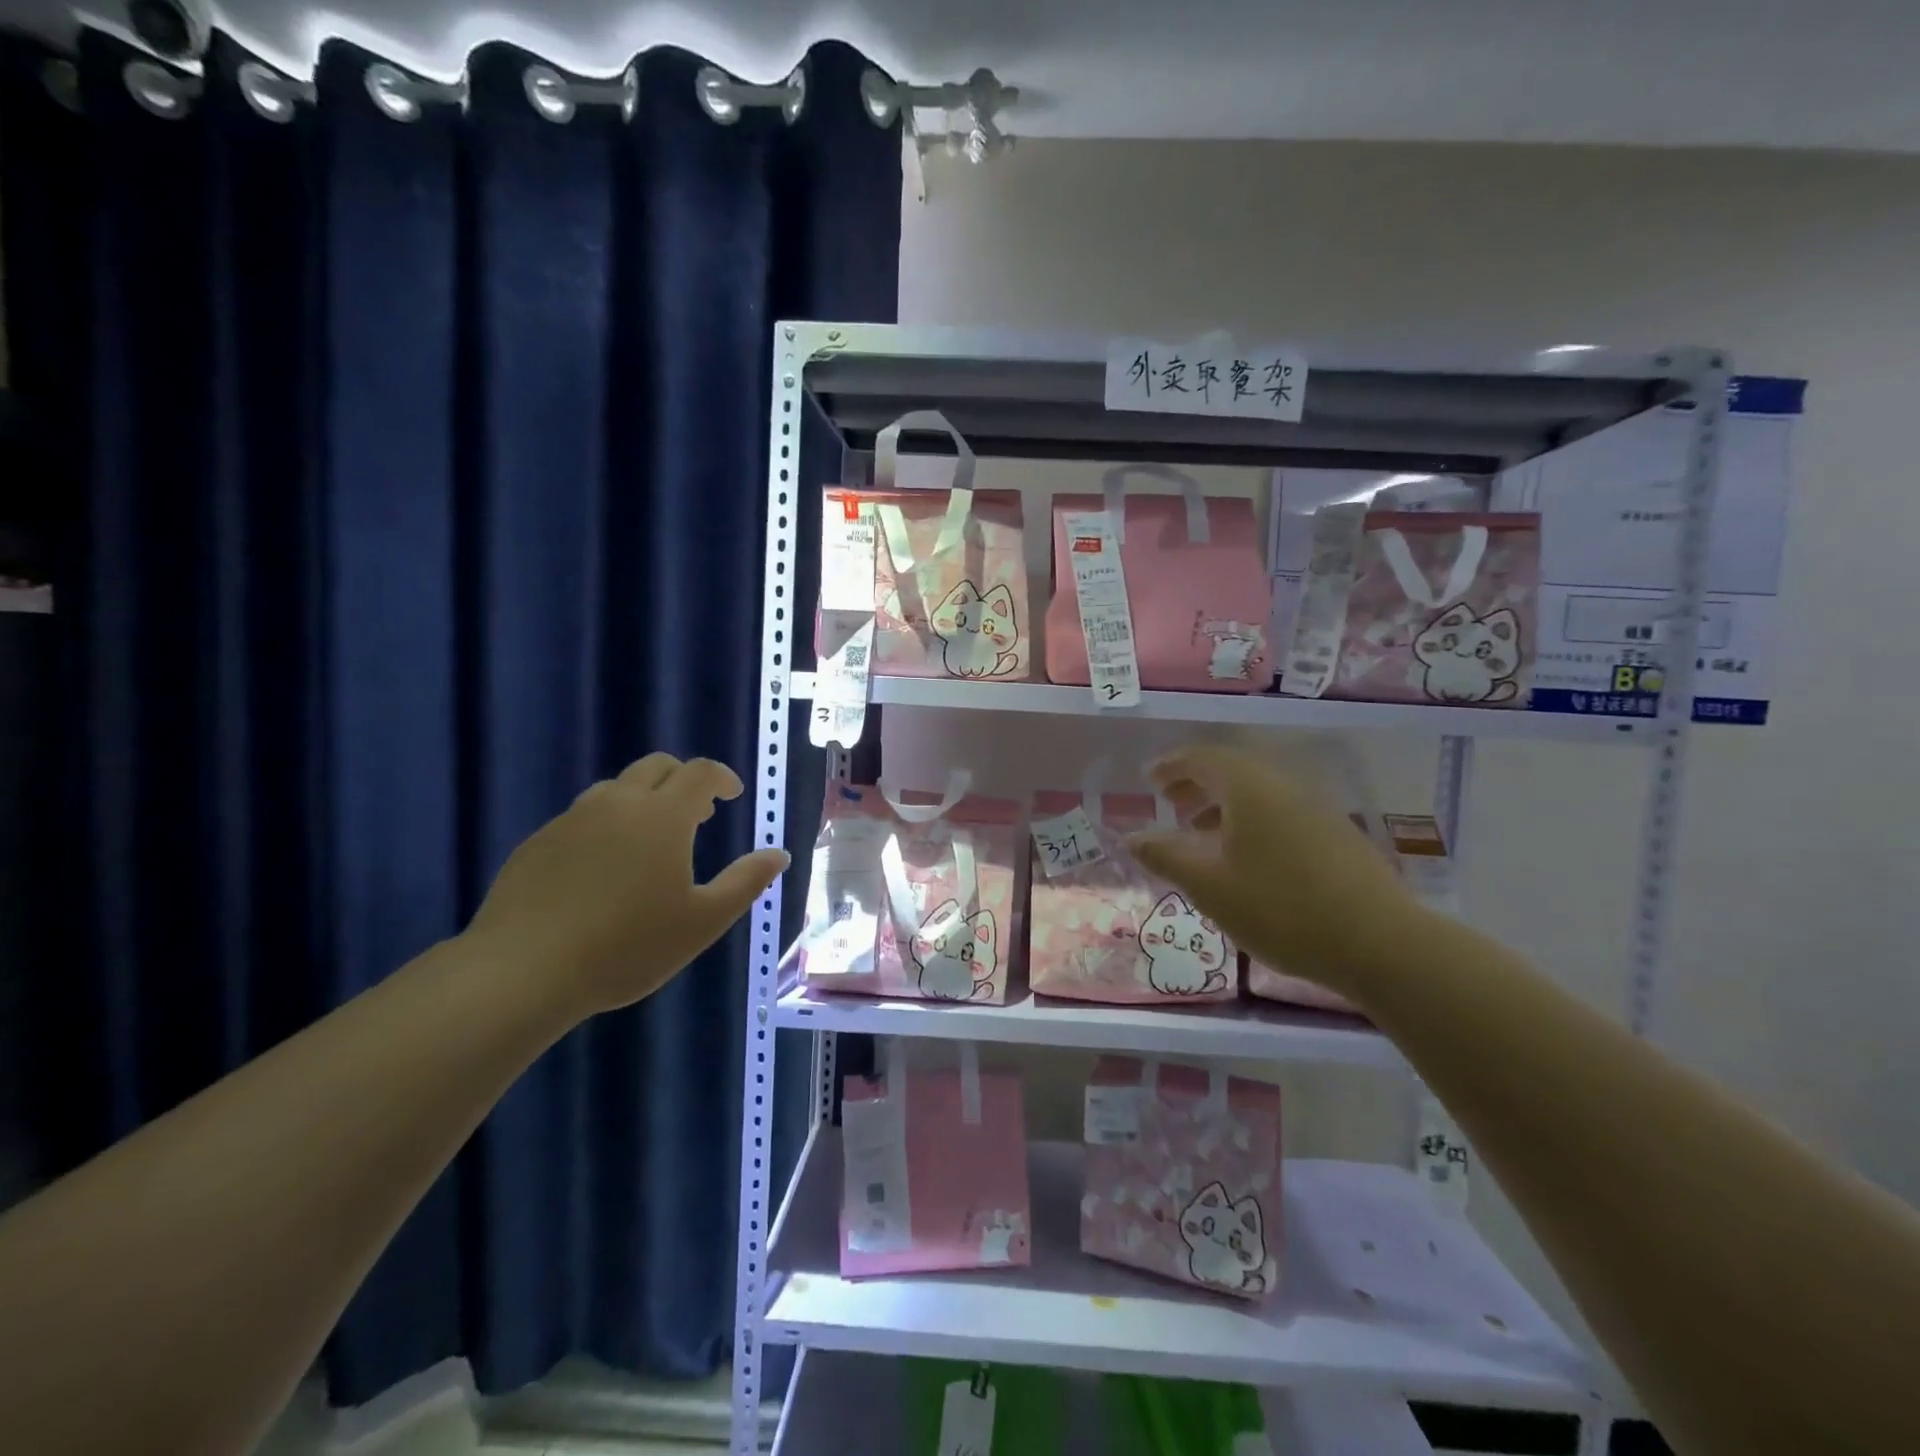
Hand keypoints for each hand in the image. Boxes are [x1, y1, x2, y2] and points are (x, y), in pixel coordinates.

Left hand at [465, 753, 789, 1019]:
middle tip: (698, 813)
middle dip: (683, 780)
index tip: (731, 795)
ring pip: (616, 789)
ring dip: (644, 799)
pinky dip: (607, 824)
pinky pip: (583, 817)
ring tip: (652, 839)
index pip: (700, 773)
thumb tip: (778, 854)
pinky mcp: (538, 842)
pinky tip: (604, 867)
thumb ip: (746, 882)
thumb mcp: (703, 921)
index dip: (721, 778)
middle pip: (657, 767)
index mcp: (663, 816)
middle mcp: (618, 804)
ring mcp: (572, 820)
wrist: (522, 971)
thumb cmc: (627, 946)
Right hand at [1126, 745, 1422, 1001]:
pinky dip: (1251, 821)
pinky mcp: (1336, 834)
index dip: (1171, 766)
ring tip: (1201, 832)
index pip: (1202, 758)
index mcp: (1249, 787)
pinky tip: (1246, 858)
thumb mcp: (1209, 885)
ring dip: (1223, 804)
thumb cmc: (1280, 908)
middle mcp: (1283, 786)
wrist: (1379, 943)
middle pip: (1232, 770)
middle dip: (1196, 783)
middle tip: (1170, 804)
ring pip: (1258, 792)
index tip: (1149, 781)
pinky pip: (1280, 811)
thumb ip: (1165, 856)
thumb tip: (1130, 837)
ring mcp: (1315, 809)